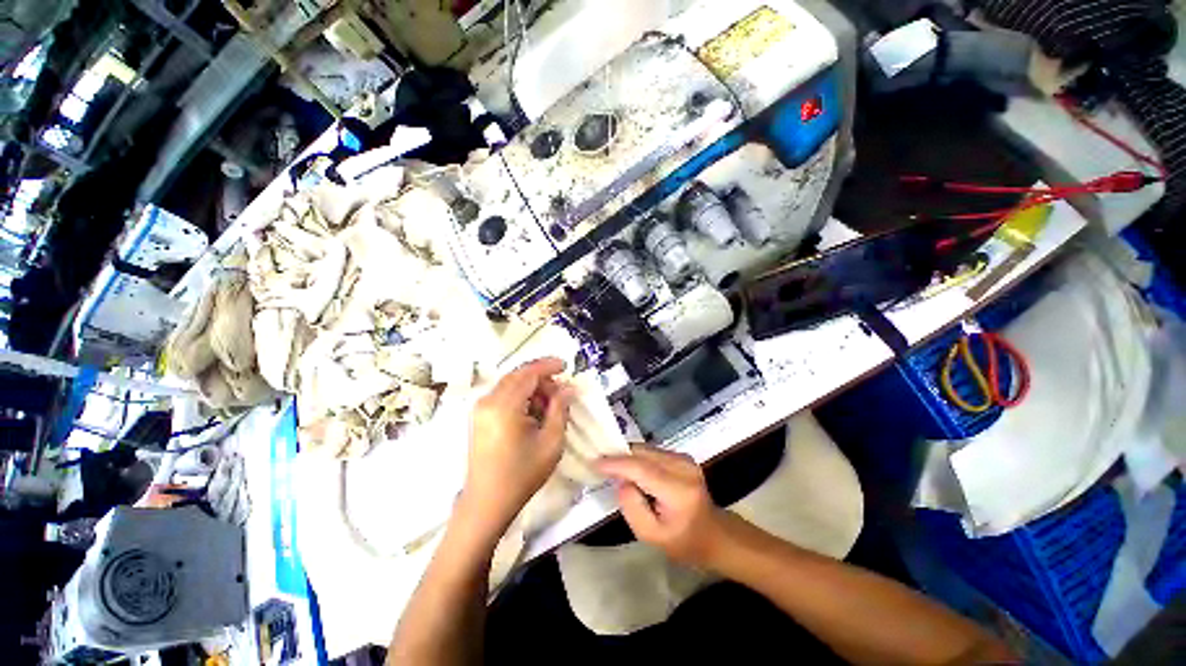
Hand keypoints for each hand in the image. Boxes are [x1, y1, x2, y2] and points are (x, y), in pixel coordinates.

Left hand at [458, 357, 573, 537]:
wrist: (487, 502)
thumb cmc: (522, 474)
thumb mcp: (550, 441)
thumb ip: (560, 408)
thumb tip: (567, 388)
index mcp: (504, 406)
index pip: (528, 373)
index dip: (548, 366)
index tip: (566, 366)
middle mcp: (488, 401)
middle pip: (518, 375)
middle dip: (541, 378)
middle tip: (560, 392)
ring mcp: (480, 408)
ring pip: (511, 383)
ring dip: (531, 387)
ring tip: (549, 405)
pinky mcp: (479, 416)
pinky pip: (503, 394)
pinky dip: (520, 396)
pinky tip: (532, 412)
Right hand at [596, 446, 733, 568]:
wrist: (715, 534)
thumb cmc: (684, 542)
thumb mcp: (652, 536)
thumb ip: (632, 507)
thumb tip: (621, 480)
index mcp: (678, 491)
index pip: (641, 469)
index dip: (616, 463)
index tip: (594, 462)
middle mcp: (683, 468)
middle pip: (643, 454)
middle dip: (620, 457)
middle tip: (601, 465)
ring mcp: (685, 459)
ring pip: (646, 449)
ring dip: (629, 457)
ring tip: (615, 469)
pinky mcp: (683, 456)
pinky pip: (653, 452)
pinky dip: (639, 458)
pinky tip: (633, 471)